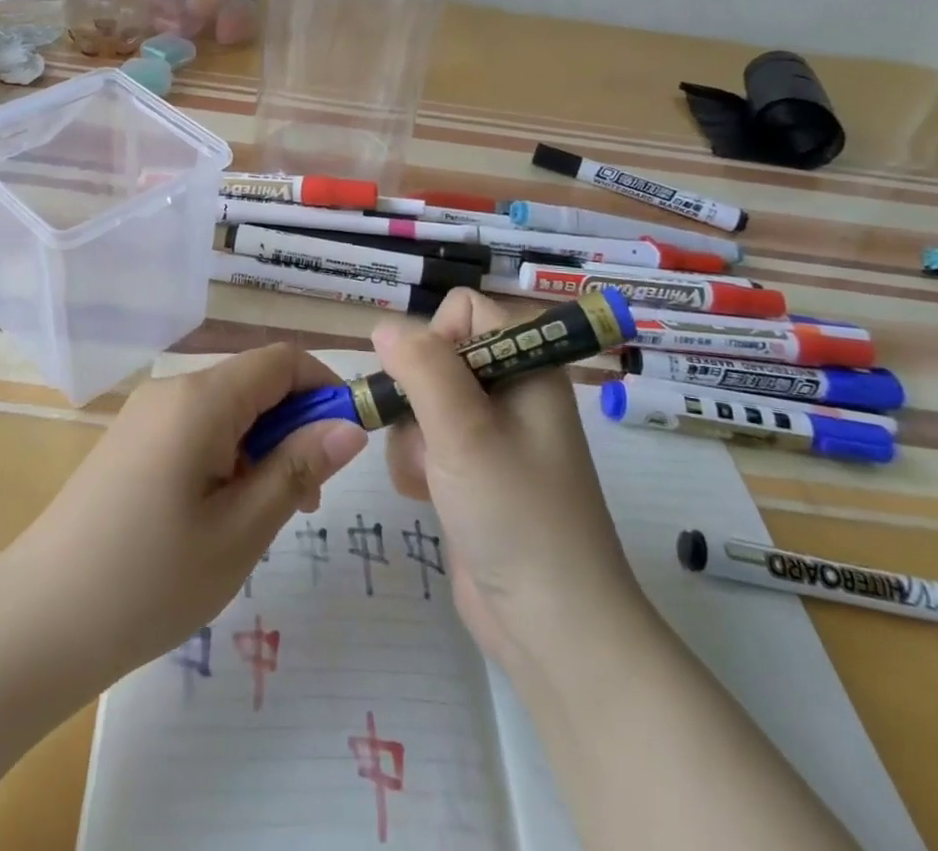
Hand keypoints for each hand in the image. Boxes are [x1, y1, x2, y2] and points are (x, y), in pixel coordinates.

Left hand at [0, 345, 366, 685]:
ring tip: (259, 520)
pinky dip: (226, 457)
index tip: (345, 444)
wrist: (31, 627)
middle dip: (293, 427)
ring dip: (260, 448)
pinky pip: (196, 430)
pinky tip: (216, 518)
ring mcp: (145, 416)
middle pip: (254, 384)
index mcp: (201, 399)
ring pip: (227, 410)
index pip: (281, 360)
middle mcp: (172, 390)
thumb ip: (298, 468)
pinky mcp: (129, 443)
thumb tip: (349, 425)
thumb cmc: (148, 581)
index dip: (323, 388)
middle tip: (303, 504)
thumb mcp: (240, 530)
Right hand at [375, 289, 639, 676]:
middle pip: (435, 356)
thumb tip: (384, 325)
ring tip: (429, 477)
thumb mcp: (465, 431)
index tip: (429, 383)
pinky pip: (424, 441)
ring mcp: (490, 434)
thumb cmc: (517, 515)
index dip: (438, 336)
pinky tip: (425, 496)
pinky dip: (415, 463)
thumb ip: (422, 367)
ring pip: (420, 401)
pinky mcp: (471, 471)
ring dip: (411, 436)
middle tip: (425, 436)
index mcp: (527, 365)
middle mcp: (510, 390)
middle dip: (415, 395)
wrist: (553, 628)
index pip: (467, 309)